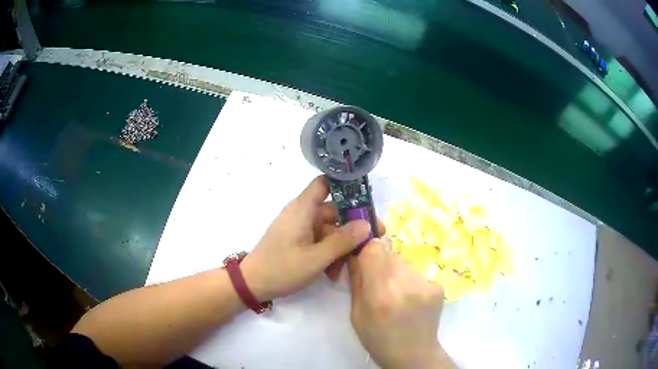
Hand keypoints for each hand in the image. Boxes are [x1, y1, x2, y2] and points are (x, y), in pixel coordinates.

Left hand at [241, 175, 383, 301]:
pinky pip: (320, 241)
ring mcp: (300, 228)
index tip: (366, 199)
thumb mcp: (316, 258)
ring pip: (330, 230)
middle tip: (371, 242)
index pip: (325, 183)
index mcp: (304, 208)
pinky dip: (329, 253)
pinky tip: (332, 273)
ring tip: (344, 269)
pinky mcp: (298, 240)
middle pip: (335, 212)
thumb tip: (367, 224)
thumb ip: (342, 241)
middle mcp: (303, 214)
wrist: (252, 284)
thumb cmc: (282, 268)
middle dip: (352, 228)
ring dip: (340, 248)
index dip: (345, 185)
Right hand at [348, 239, 453, 368]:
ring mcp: (426, 284)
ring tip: (396, 295)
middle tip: (379, 284)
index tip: (364, 260)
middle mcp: (405, 285)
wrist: (414, 355)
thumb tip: (354, 253)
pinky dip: (410, 281)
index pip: (374, 249)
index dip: (367, 250)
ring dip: (396, 272)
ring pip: (403, 263)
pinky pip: (417, 273)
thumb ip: (356, 281)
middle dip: (380, 263)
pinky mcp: (438, 286)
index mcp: (380, 295)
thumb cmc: (378, 339)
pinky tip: (411, 300)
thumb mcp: (356, 315)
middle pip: (389, 254)